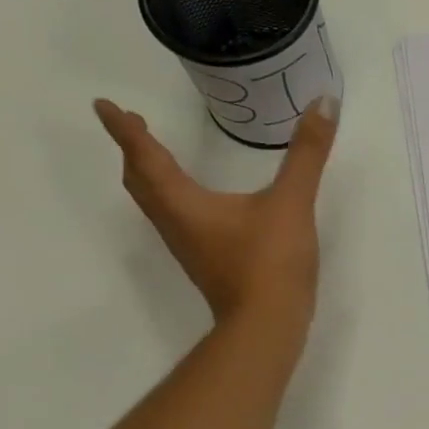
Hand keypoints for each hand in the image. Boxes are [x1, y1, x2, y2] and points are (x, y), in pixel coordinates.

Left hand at [94, 96, 337, 328]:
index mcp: (184, 203)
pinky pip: (177, 221)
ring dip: (150, 176)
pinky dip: (173, 198)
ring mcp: (190, 247)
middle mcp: (176, 224)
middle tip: (132, 126)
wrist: (268, 325)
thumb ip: (307, 154)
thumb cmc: (269, 262)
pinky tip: (198, 201)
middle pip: (141, 183)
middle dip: (134, 152)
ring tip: (157, 155)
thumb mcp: (291, 202)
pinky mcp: (207, 264)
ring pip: (156, 205)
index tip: (104, 105)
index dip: (125, 130)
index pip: (145, 157)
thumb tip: (324, 103)